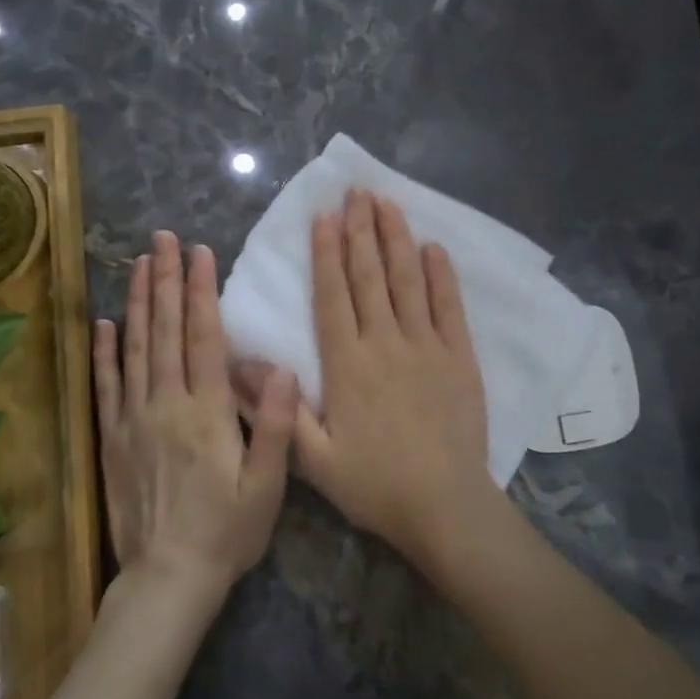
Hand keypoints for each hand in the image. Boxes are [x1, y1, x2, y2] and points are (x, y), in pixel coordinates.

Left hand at [94, 231, 293, 606]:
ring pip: (135, 348)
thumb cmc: (227, 531)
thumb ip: (272, 424)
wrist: (167, 580)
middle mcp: (166, 404)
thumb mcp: (267, 485)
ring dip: (139, 303)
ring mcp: (133, 419)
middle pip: (166, 331)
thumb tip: (279, 366)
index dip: (202, 291)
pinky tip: (106, 323)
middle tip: (162, 239)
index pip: (204, 337)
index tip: (200, 252)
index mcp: (207, 411)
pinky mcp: (111, 439)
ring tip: (139, 264)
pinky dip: (105, 352)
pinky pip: (106, 387)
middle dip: (167, 280)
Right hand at [285, 188, 493, 563]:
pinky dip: (441, 275)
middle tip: (356, 192)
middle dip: (361, 230)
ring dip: (396, 239)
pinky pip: (449, 306)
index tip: (325, 216)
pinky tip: (433, 247)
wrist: (444, 506)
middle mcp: (385, 343)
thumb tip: (239, 365)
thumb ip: (277, 409)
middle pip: (370, 276)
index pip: (334, 296)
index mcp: (347, 365)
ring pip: (408, 281)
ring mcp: (427, 346)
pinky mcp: (460, 356)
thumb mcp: (313, 459)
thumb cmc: (374, 484)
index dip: (328, 253)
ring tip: (387, 203)